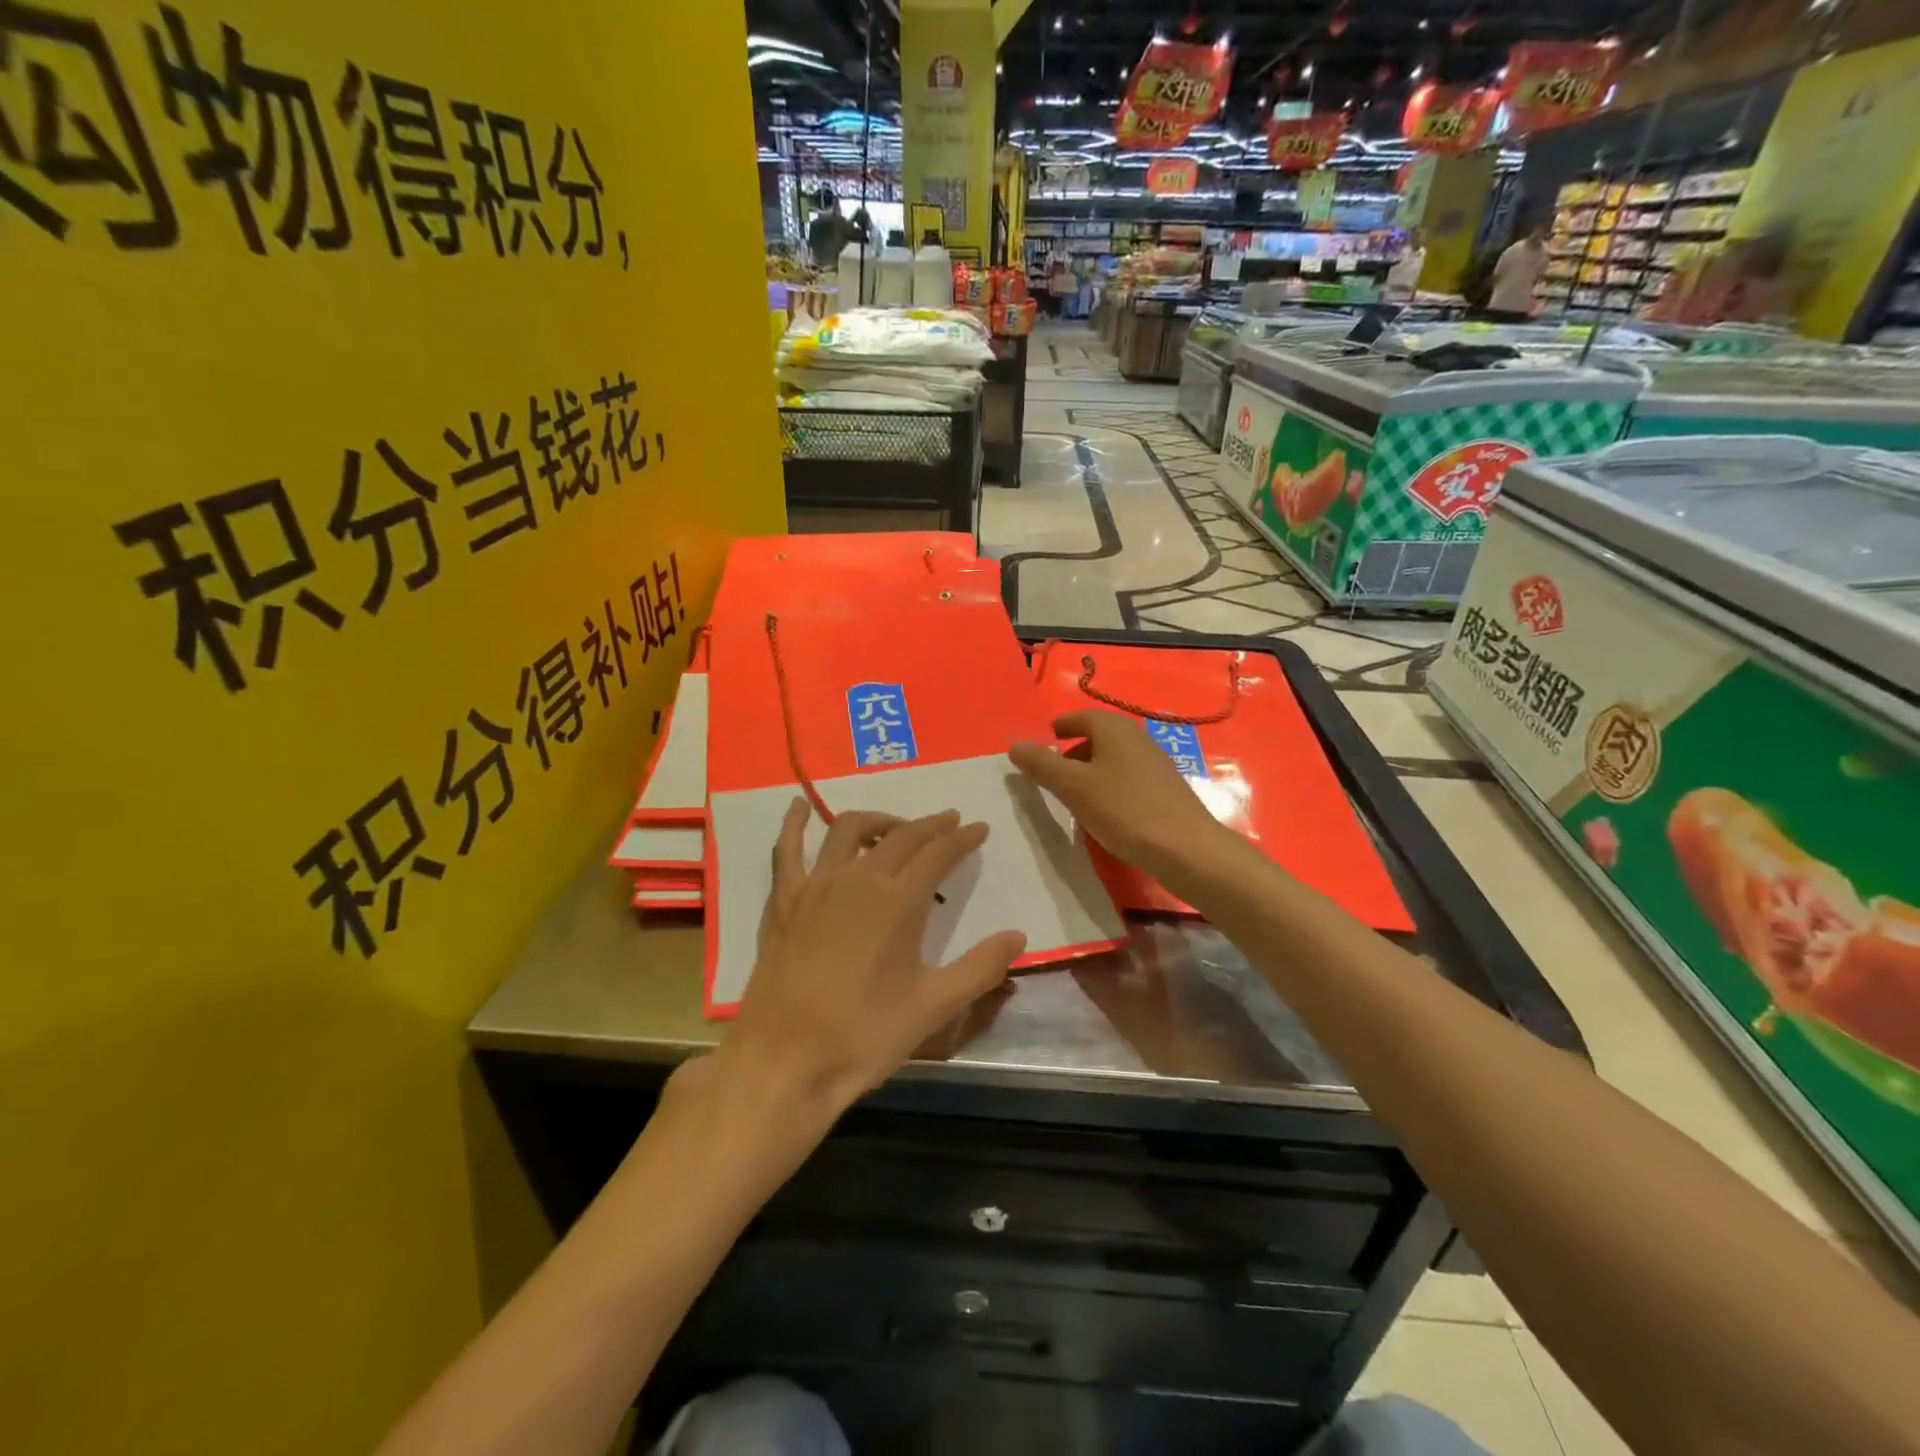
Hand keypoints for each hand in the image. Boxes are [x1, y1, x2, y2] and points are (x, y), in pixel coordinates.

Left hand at [716, 802, 1026, 1118]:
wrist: (786, 1061)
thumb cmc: (865, 1035)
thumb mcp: (934, 1006)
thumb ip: (981, 967)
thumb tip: (1018, 936)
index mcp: (899, 901)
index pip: (939, 853)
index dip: (963, 838)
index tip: (979, 829)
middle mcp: (858, 879)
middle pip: (900, 836)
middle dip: (930, 826)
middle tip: (949, 823)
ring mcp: (816, 884)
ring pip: (849, 829)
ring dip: (879, 820)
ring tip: (895, 828)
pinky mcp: (784, 899)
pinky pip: (788, 848)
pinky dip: (795, 822)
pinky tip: (799, 806)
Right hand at [1009, 710, 1227, 879]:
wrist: (1185, 848)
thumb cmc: (1123, 809)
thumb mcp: (1073, 787)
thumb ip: (1042, 764)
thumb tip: (1016, 743)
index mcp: (1114, 729)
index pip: (1079, 717)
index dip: (1059, 728)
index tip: (1043, 742)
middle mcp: (1136, 738)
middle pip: (1097, 737)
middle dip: (1072, 752)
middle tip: (1051, 774)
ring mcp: (1155, 763)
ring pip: (1113, 759)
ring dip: (1091, 772)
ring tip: (1073, 796)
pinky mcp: (1165, 789)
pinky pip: (1128, 779)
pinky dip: (1109, 787)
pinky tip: (1104, 812)